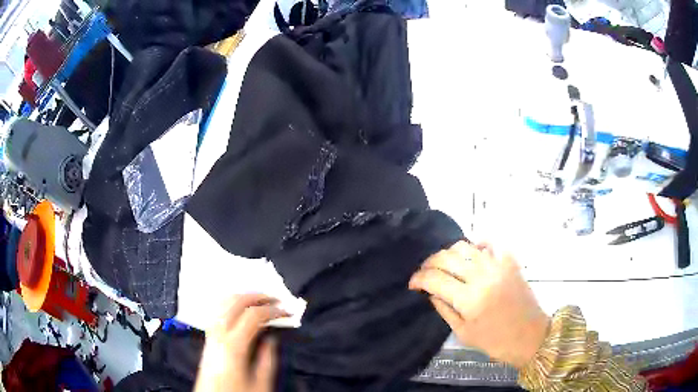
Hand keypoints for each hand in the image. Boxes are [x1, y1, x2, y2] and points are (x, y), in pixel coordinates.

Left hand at [194, 294, 287, 391]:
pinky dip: (230, 303)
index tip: (288, 311)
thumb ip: (267, 358)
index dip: (273, 309)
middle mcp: (218, 334)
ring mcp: (210, 334)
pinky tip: (240, 309)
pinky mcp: (207, 338)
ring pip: (223, 303)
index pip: (253, 315)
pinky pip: (217, 311)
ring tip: (259, 300)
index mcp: (232, 345)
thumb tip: (271, 337)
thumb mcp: (260, 382)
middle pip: (235, 302)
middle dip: (257, 296)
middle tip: (276, 298)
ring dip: (242, 297)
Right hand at [409, 241, 549, 368]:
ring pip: (465, 246)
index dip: (418, 279)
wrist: (530, 336)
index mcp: (469, 300)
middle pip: (447, 257)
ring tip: (446, 265)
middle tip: (425, 273)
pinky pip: (490, 243)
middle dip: (429, 263)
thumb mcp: (464, 333)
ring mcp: (498, 266)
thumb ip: (445, 310)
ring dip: (450, 253)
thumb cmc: (495, 341)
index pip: (435, 279)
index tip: (412, 284)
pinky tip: (472, 254)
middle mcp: (482, 277)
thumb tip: (431, 292)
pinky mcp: (510, 262)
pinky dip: (477, 244)